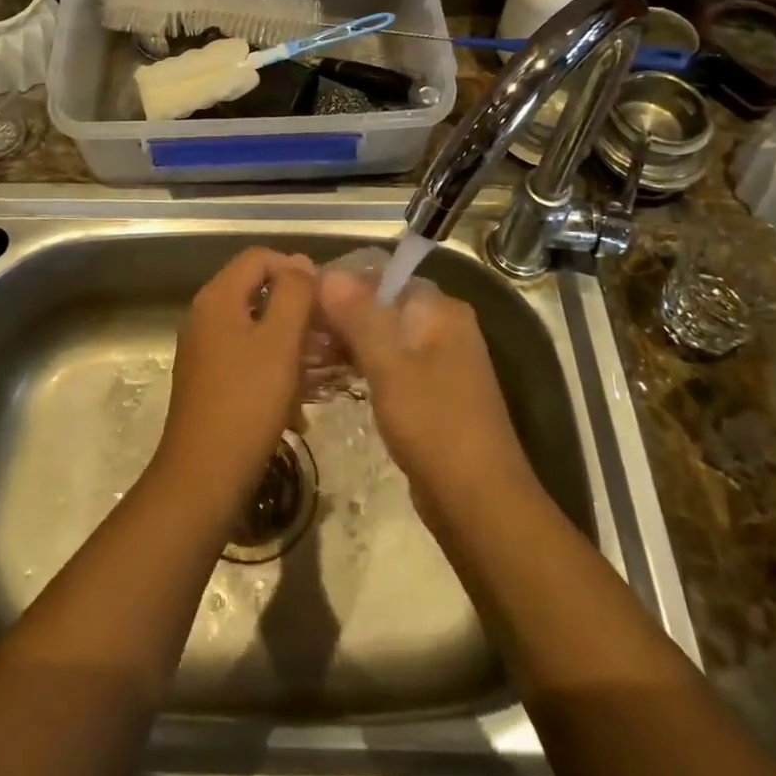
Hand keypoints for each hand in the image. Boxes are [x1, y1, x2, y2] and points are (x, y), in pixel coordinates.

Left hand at [154, 248, 316, 518]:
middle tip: (329, 337)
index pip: (259, 257)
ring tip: (321, 373)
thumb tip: (301, 263)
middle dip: (297, 311)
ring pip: (255, 329)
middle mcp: (204, 315)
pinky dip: (273, 370)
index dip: (296, 269)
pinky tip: (296, 406)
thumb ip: (294, 294)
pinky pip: (247, 358)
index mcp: (217, 298)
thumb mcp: (280, 342)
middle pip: (257, 292)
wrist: (202, 479)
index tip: (325, 300)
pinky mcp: (207, 381)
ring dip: (290, 345)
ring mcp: (203, 350)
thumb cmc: (247, 403)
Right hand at [316, 265, 536, 523]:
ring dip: (346, 342)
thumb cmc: (433, 423)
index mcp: (440, 310)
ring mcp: (438, 361)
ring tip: (303, 353)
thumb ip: (358, 315)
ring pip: (382, 336)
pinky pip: (388, 364)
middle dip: (340, 315)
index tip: (301, 297)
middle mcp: (443, 326)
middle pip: (381, 305)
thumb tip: (327, 272)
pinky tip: (328, 377)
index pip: (382, 276)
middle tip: (295, 329)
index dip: (341, 283)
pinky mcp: (429, 392)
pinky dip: (361, 365)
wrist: (479, 502)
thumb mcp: (388, 365)